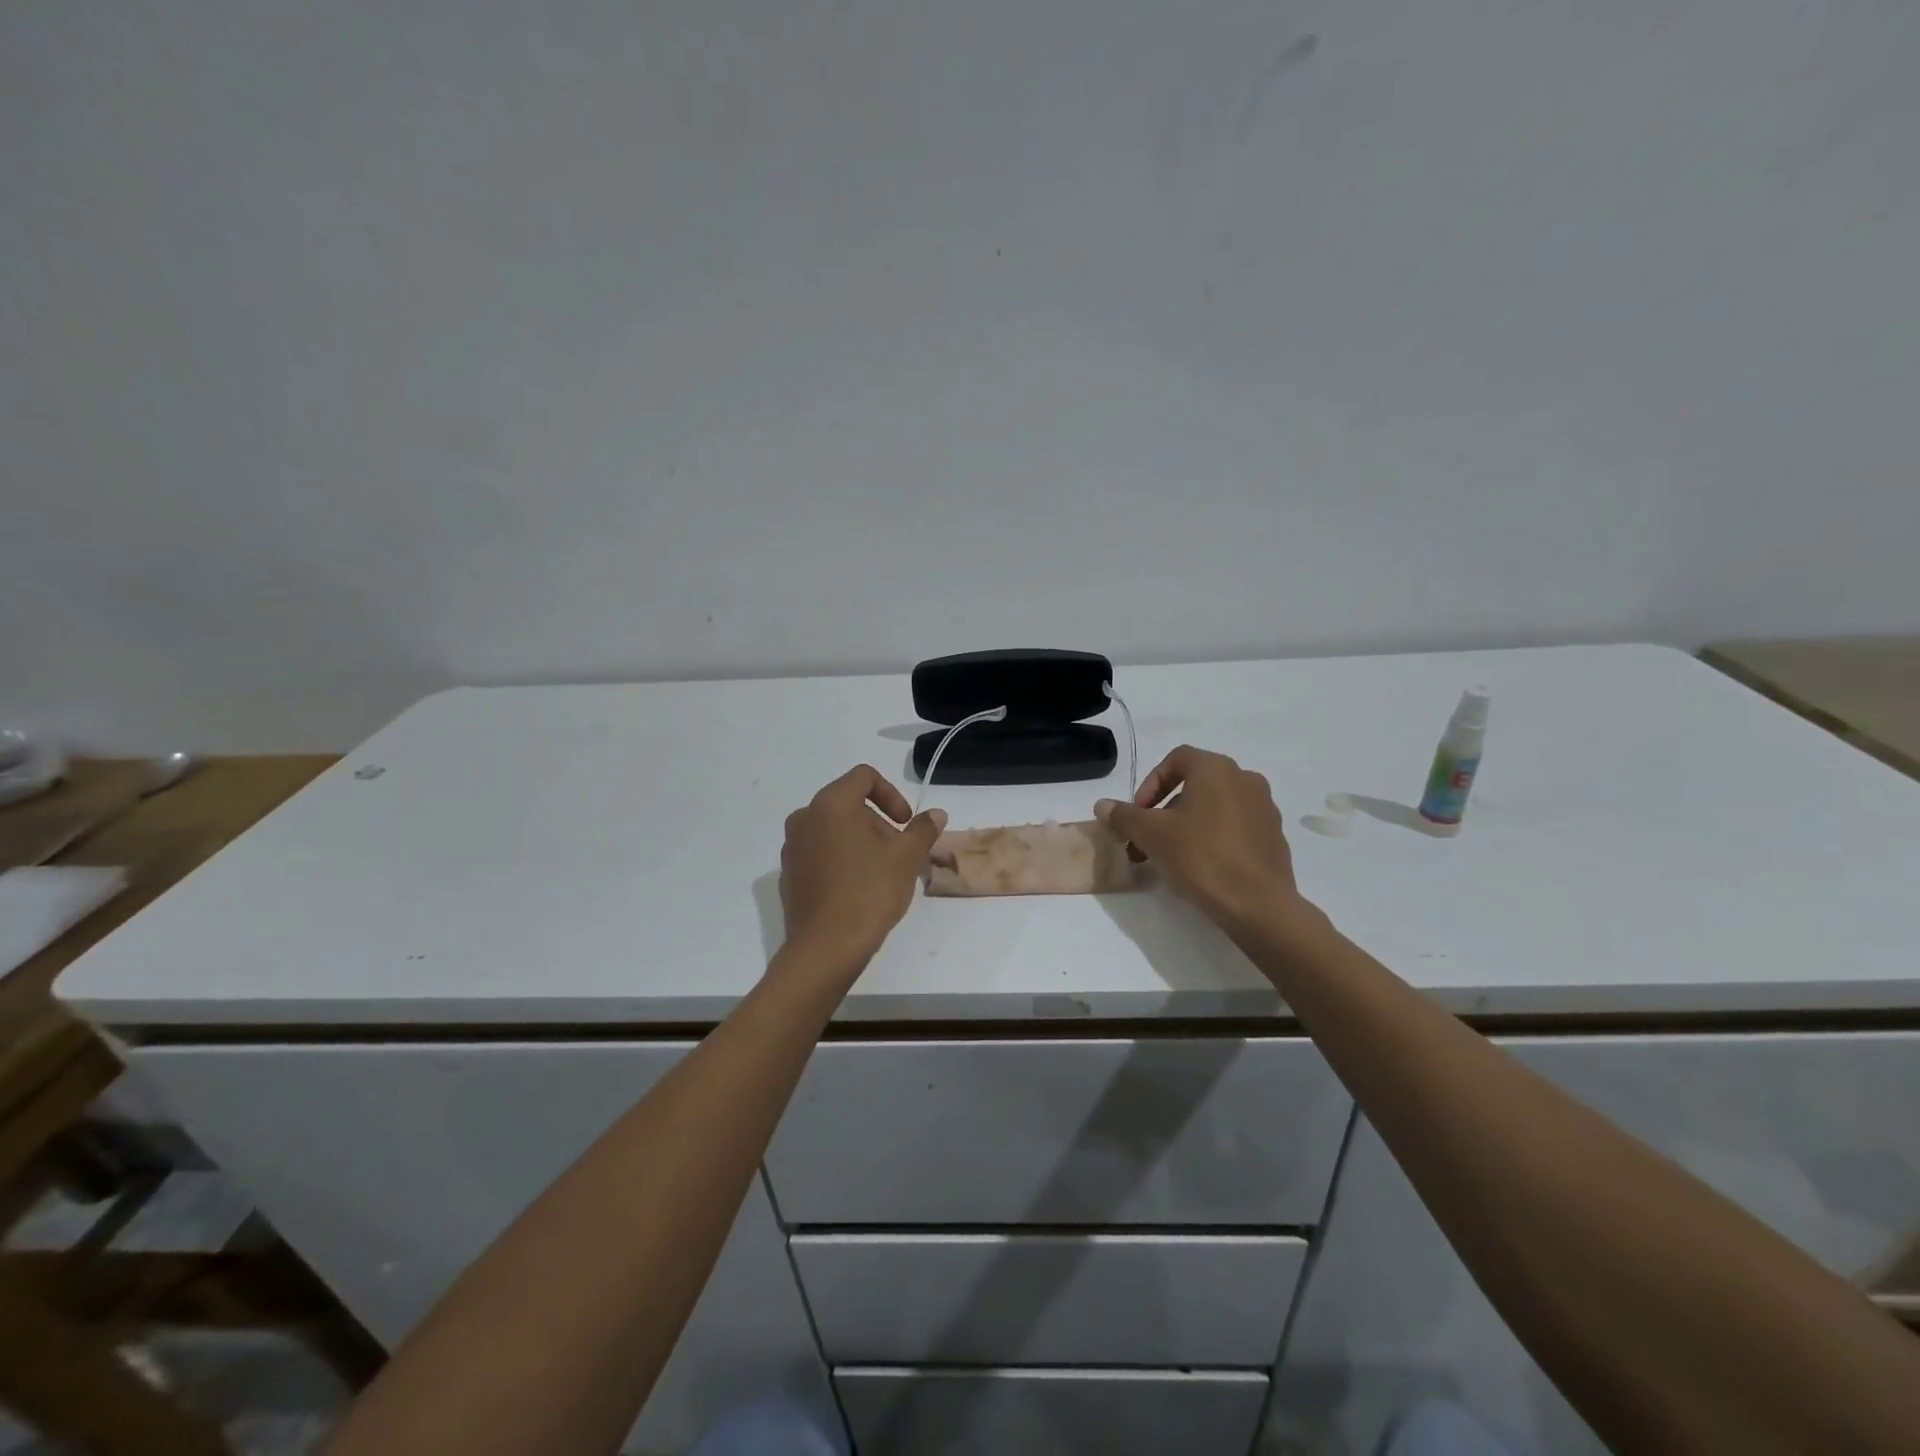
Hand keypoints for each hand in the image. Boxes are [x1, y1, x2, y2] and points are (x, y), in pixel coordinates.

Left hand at [780, 766, 947, 965]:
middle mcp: (804, 818)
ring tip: (881, 873)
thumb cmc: (869, 891)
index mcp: (831, 804)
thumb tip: (936, 814)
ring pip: (832, 830)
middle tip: (899, 852)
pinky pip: (819, 854)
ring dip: (860, 842)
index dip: (891, 794)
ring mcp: (791, 847)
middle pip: (848, 804)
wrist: (825, 947)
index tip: (905, 823)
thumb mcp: (907, 858)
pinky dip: (840, 860)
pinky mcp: (788, 875)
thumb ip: (922, 830)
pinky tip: (857, 890)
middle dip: (878, 823)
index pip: (864, 777)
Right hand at [1095, 745, 1308, 933]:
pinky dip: (1213, 837)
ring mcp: (1264, 808)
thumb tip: (1102, 805)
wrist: (1257, 904)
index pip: (1176, 759)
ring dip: (1187, 824)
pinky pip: (1235, 827)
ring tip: (1170, 855)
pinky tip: (1201, 866)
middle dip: (1165, 809)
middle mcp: (1245, 779)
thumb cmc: (1201, 857)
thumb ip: (1124, 815)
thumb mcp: (1151, 834)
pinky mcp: (1274, 836)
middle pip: (1195, 784)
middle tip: (1147, 838)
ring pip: (1215, 807)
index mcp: (1216, 769)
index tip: (1138, 813)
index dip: (1150, 783)